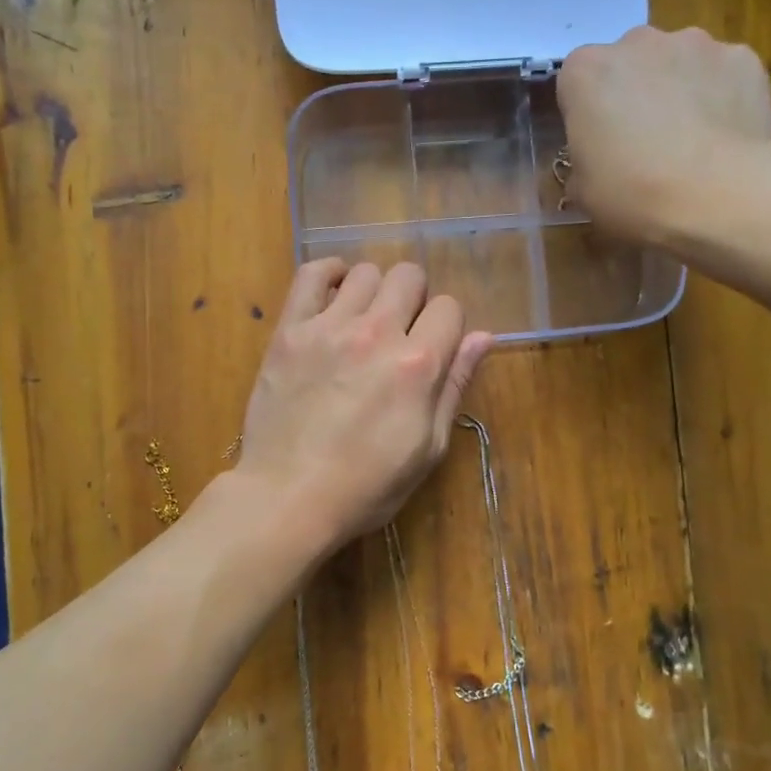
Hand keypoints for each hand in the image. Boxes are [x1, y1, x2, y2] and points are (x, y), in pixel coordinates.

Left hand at [230, 259, 491, 550]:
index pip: (449, 308)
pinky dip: (329, 273)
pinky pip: (311, 275)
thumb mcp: (427, 448)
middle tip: (401, 332)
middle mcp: (377, 333)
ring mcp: (329, 327)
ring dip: (375, 291)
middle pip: (409, 276)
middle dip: (415, 299)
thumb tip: (483, 337)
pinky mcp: (290, 331)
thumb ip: (454, 385)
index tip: (433, 347)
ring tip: (365, 320)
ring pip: (366, 272)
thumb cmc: (367, 486)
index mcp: (418, 365)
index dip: (447, 325)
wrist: (288, 497)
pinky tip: (335, 290)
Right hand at [557, 25, 770, 248]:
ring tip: (691, 142)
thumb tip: (597, 161)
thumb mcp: (583, 191)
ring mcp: (694, 43)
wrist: (717, 195)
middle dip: (633, 94)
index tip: (597, 145)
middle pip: (628, 64)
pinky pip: (722, 74)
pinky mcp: (742, 57)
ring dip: (678, 90)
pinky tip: (725, 137)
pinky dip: (722, 96)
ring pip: (678, 64)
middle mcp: (637, 42)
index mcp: (586, 72)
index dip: (586, 115)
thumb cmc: (632, 193)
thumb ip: (583, 161)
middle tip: (643, 143)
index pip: (576, 84)